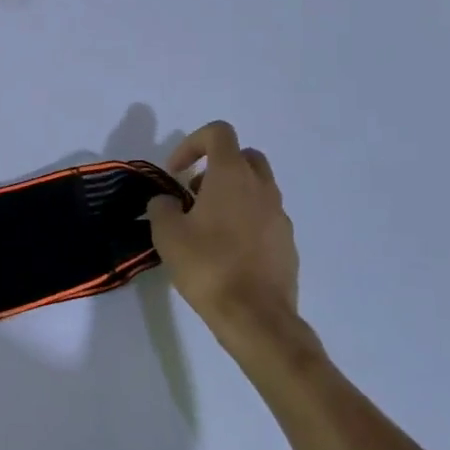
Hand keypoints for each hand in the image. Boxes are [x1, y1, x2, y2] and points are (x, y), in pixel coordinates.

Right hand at [146, 122, 307, 361]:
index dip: (192, 143)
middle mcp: (262, 187)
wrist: (256, 316)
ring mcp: (280, 215)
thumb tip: (167, 202)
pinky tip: (227, 252)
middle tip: (193, 194)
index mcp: (232, 176)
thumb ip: (162, 207)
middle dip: (216, 166)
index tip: (175, 172)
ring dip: (232, 194)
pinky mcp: (288, 242)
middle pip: (243, 156)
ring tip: (206, 227)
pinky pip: (265, 216)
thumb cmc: (208, 266)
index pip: (219, 133)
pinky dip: (246, 220)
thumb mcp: (167, 234)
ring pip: (257, 187)